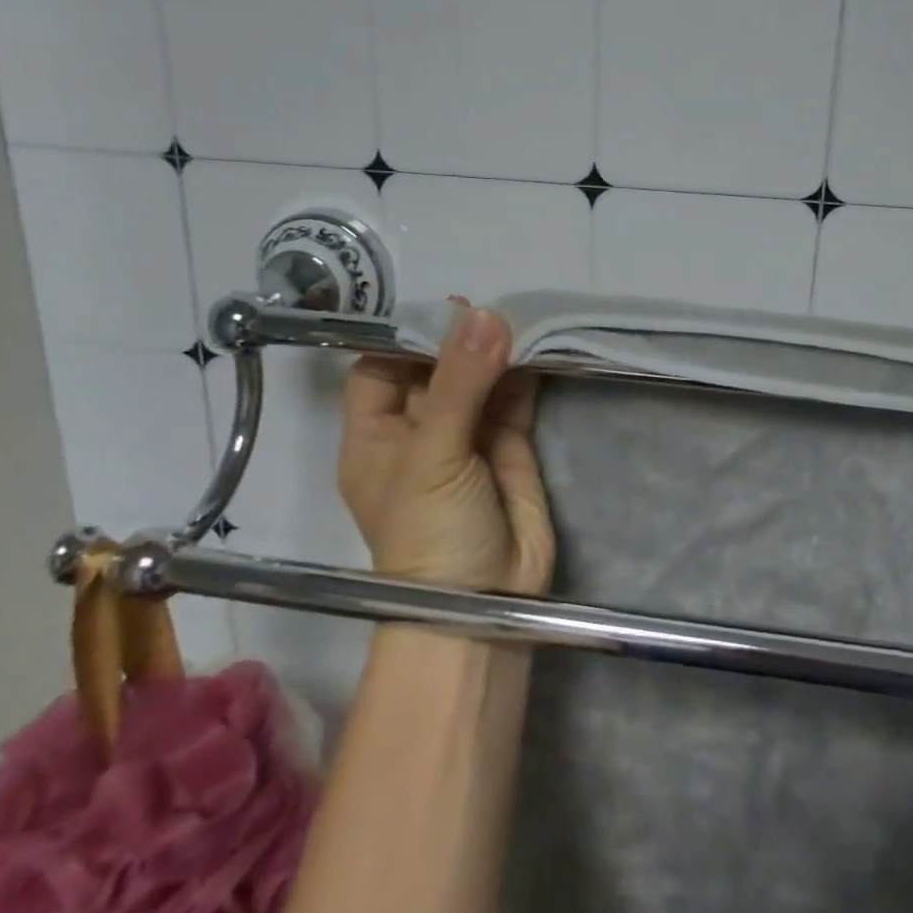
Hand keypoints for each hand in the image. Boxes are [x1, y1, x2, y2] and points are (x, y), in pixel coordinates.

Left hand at [337, 303, 554, 594]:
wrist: (485, 606)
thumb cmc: (431, 533)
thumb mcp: (432, 454)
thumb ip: (460, 383)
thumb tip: (486, 314)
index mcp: (376, 436)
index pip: (379, 369)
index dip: (404, 337)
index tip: (441, 307)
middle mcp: (419, 431)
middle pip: (434, 369)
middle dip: (458, 338)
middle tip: (488, 307)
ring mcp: (467, 438)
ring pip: (479, 380)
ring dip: (496, 352)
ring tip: (517, 318)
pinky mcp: (510, 447)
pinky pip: (514, 400)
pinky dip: (525, 375)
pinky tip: (537, 346)